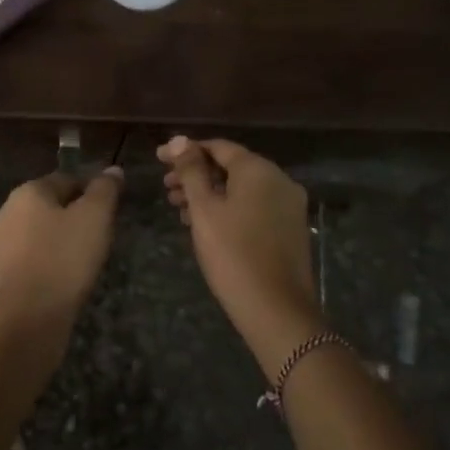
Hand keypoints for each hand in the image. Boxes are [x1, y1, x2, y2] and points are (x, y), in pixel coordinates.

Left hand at [0, 168, 123, 321]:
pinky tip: (66, 276)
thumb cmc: (64, 257)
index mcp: (28, 191)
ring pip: (40, 232)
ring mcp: (1, 244)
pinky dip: (50, 261)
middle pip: (51, 205)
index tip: (111, 209)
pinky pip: (33, 257)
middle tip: (101, 234)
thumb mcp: (95, 217)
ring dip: (62, 239)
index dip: (91, 190)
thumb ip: (104, 190)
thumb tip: (113, 169)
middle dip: (75, 215)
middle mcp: (7, 211)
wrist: (28, 315)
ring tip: (86, 258)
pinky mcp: (2, 273)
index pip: (66, 178)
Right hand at [159, 137, 320, 359]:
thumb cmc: (232, 254)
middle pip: (231, 167)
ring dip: (210, 193)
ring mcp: (289, 205)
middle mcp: (279, 180)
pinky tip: (206, 225)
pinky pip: (254, 206)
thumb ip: (191, 171)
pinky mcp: (290, 229)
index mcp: (259, 169)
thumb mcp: (204, 209)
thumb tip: (179, 140)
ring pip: (242, 189)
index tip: (159, 160)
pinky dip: (229, 208)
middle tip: (166, 188)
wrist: (276, 309)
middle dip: (196, 174)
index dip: (185, 151)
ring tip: (179, 209)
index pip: (218, 147)